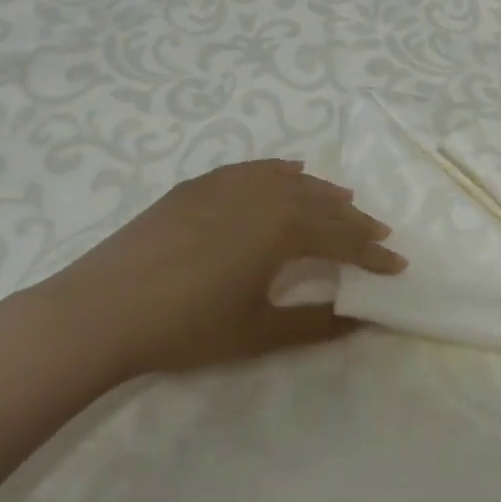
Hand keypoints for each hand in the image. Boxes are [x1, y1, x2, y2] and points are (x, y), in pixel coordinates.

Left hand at [38, 159, 403, 380]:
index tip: (399, 266)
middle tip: (377, 235)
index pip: (343, 239)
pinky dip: (279, 172)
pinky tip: (288, 173)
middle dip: (355, 221)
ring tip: (342, 203)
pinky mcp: (198, 185)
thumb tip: (365, 321)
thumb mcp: (259, 332)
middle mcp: (264, 195)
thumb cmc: (186, 327)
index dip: (373, 256)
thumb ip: (318, 324)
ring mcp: (228, 185)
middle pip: (323, 204)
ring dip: (322, 193)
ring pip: (291, 181)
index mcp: (284, 229)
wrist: (101, 310)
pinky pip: (253, 169)